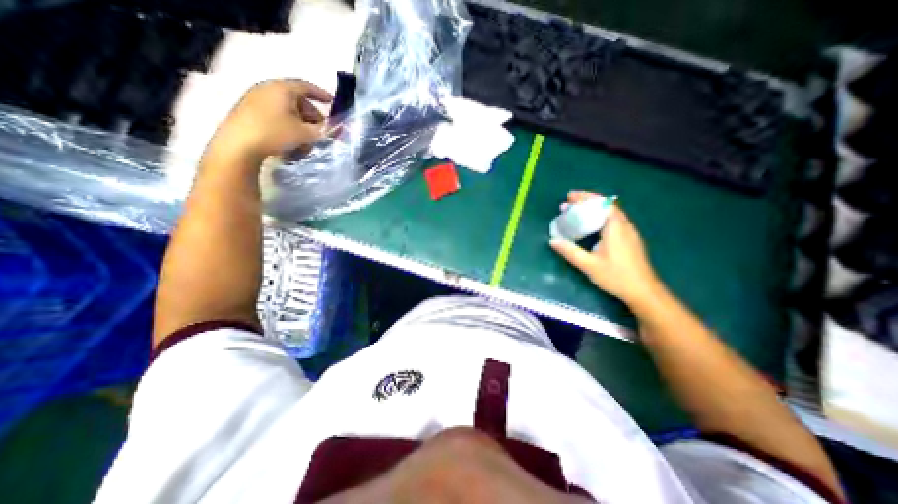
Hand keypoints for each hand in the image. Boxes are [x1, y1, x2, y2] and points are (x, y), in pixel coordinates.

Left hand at [209, 79, 329, 161]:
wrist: (239, 145)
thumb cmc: (275, 133)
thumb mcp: (305, 134)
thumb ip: (323, 130)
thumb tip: (334, 128)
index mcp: (283, 89)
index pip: (307, 87)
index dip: (321, 94)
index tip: (332, 103)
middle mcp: (269, 89)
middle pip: (298, 100)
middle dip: (312, 116)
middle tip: (321, 130)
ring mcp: (257, 99)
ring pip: (288, 110)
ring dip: (301, 125)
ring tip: (306, 141)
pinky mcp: (250, 111)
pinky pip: (276, 115)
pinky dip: (288, 126)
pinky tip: (291, 141)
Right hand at [548, 189, 664, 306]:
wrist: (643, 291)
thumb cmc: (616, 276)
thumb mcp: (588, 265)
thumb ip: (570, 251)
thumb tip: (553, 241)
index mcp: (615, 228)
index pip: (601, 203)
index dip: (585, 197)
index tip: (570, 196)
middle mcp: (624, 225)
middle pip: (606, 205)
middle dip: (586, 202)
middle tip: (568, 204)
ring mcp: (629, 232)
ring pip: (610, 213)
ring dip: (593, 209)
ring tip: (576, 213)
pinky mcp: (630, 240)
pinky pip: (613, 221)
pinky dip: (599, 217)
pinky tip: (591, 226)